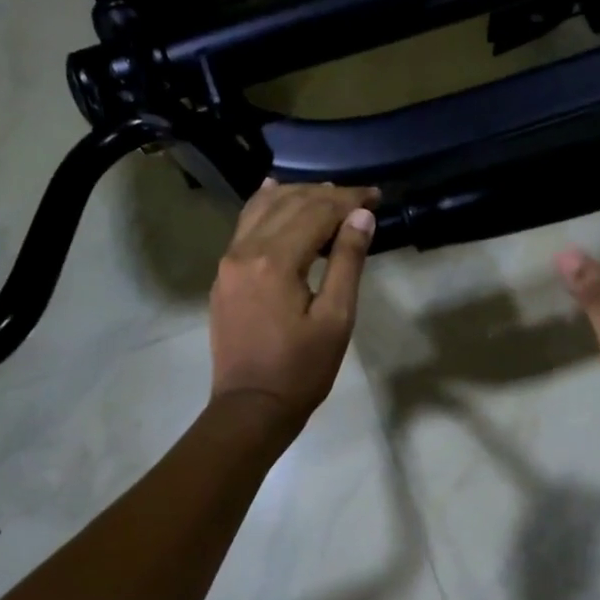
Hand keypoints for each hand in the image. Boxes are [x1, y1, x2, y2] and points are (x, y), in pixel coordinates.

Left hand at [208, 179, 377, 435]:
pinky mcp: (224, 275)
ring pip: (262, 209)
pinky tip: (275, 192)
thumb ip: (347, 262)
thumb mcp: (336, 318)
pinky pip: (244, 226)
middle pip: (289, 203)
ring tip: (327, 195)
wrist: (252, 406)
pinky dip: (265, 206)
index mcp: (275, 261)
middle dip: (326, 195)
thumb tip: (361, 216)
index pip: (316, 212)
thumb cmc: (302, 369)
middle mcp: (245, 250)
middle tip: (359, 198)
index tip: (376, 196)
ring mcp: (229, 261)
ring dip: (296, 195)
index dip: (349, 200)